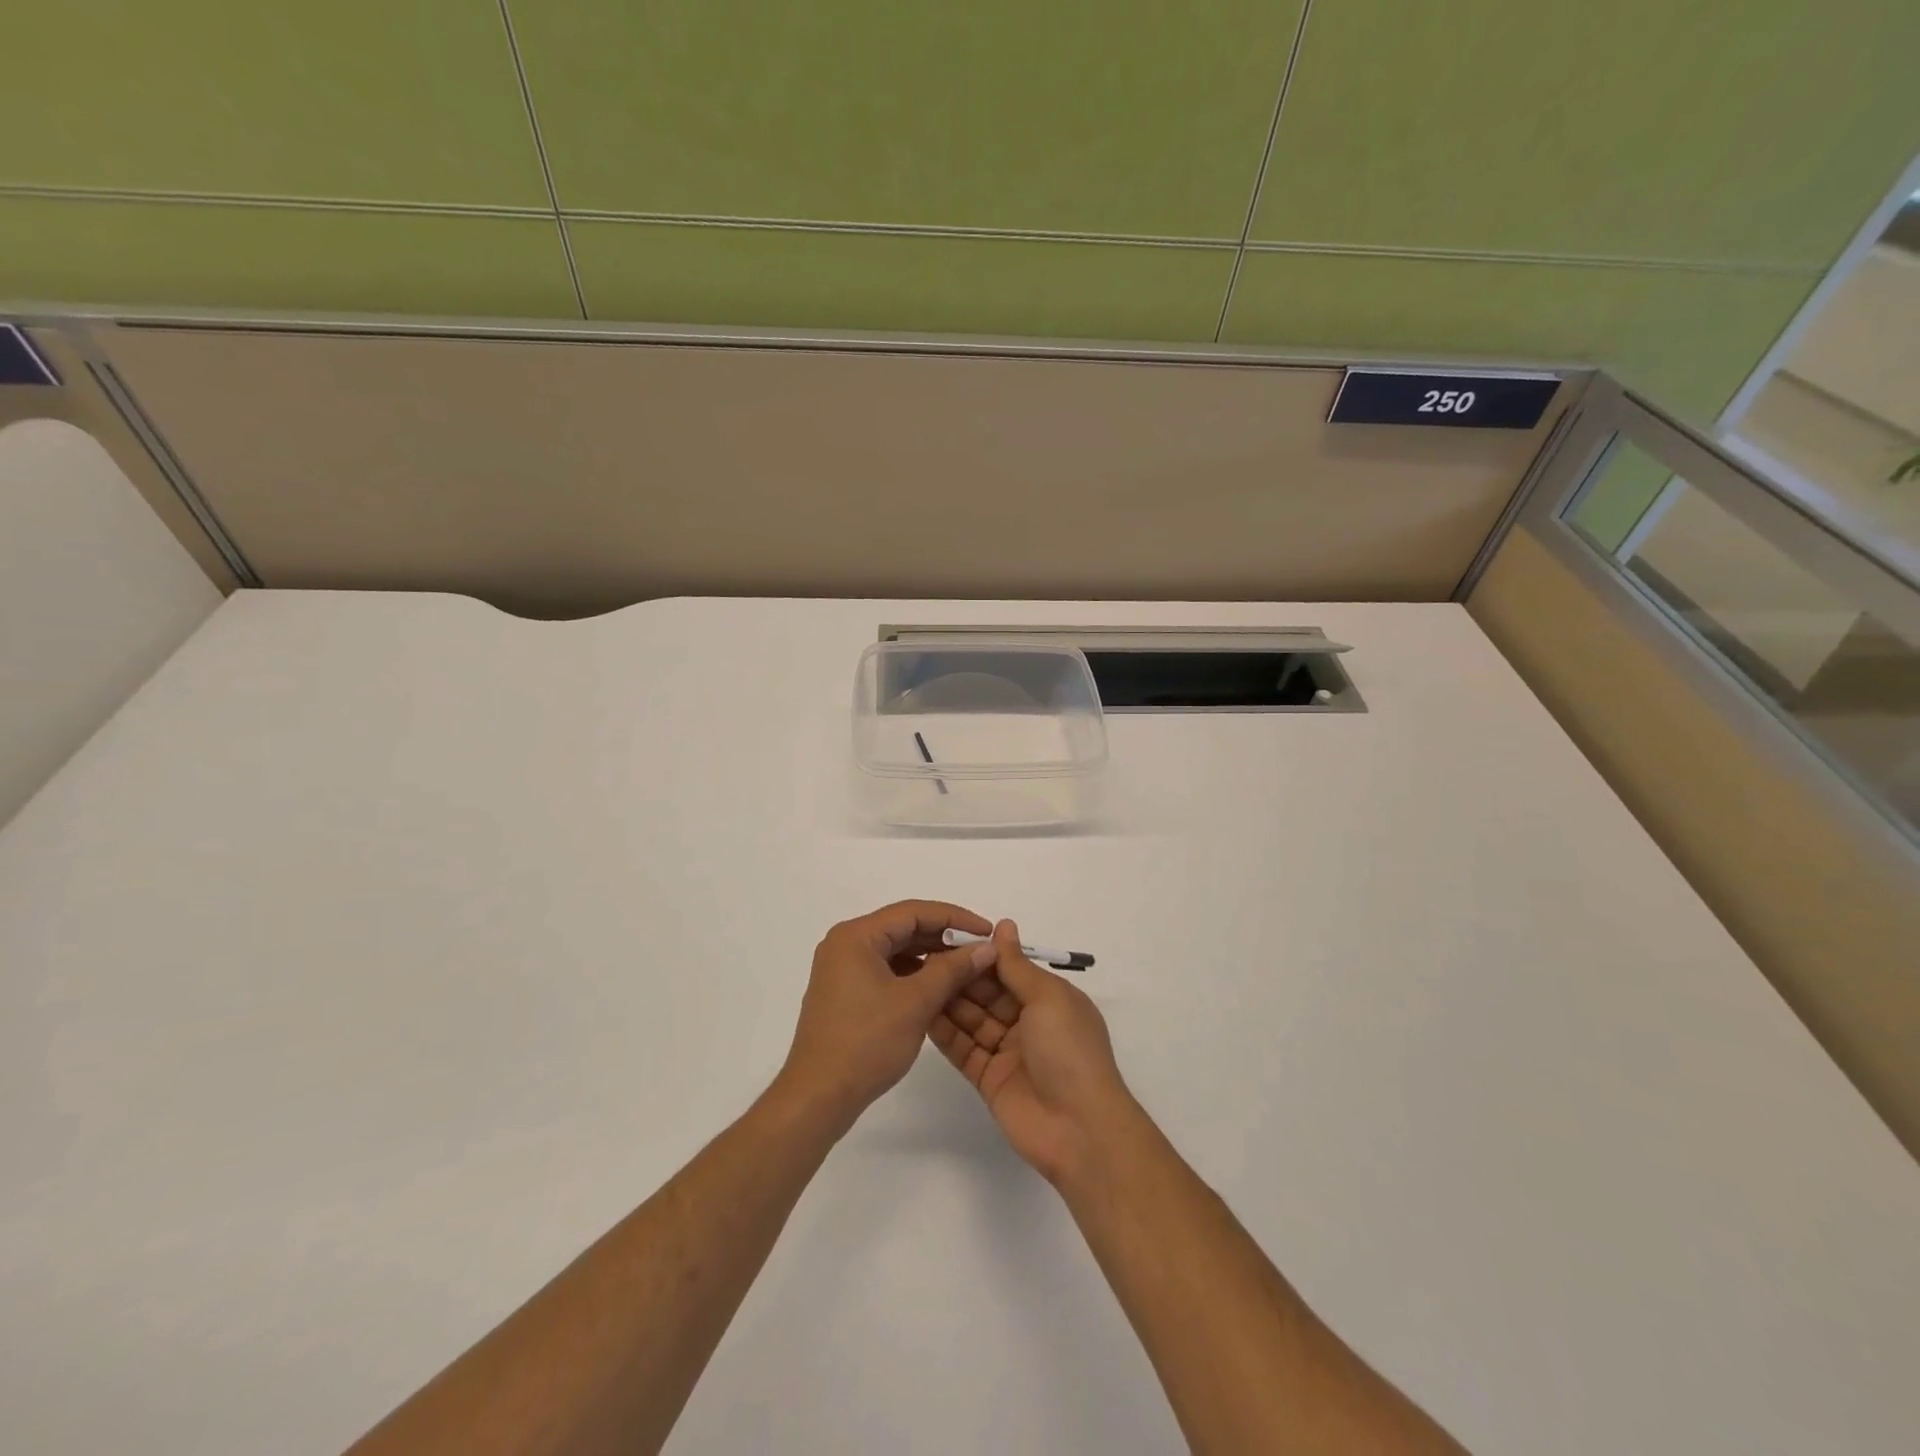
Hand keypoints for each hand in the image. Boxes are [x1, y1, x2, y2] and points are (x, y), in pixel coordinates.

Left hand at [778, 900, 996, 1130]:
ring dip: (930, 957)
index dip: (955, 918)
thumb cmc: (866, 1043)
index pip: (913, 912)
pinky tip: (938, 988)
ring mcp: (842, 970)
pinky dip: (913, 975)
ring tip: (965, 969)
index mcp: (856, 936)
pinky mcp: (845, 993)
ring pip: (896, 951)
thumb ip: (952, 970)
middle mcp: (846, 944)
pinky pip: (886, 970)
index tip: (987, 931)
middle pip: (903, 928)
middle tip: (980, 950)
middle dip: (944, 938)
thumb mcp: (915, 1003)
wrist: (817, 1097)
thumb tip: (986, 947)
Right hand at [929, 919, 1135, 1184]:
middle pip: (988, 993)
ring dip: (949, 1001)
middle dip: (961, 976)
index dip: (983, 955)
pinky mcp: (988, 1078)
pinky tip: (921, 1013)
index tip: (950, 939)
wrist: (1078, 1129)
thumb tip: (1004, 925)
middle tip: (925, 958)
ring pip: (972, 1019)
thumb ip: (1017, 965)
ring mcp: (1007, 1051)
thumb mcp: (1048, 998)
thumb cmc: (1069, 1051)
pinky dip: (945, 1033)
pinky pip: (963, 1049)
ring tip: (917, 980)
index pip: (1010, 970)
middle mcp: (1028, 1022)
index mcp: (1049, 999)